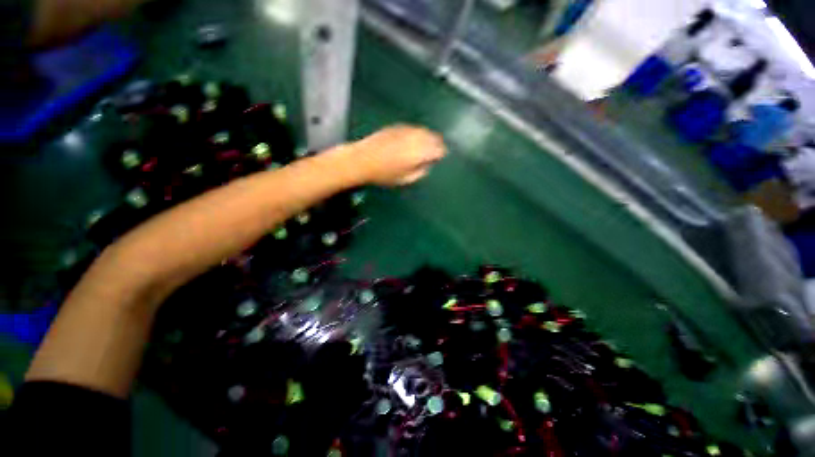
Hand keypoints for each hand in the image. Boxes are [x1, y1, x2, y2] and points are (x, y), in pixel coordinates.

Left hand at [348, 125, 445, 185]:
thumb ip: (421, 172)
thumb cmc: (385, 174)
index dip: (440, 155)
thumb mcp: (406, 179)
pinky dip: (415, 134)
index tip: (437, 160)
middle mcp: (417, 137)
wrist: (362, 159)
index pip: (439, 149)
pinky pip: (413, 129)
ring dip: (426, 138)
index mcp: (421, 152)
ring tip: (421, 147)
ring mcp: (407, 130)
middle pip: (434, 137)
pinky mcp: (397, 126)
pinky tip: (410, 141)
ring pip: (424, 131)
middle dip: (435, 145)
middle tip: (432, 154)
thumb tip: (427, 165)